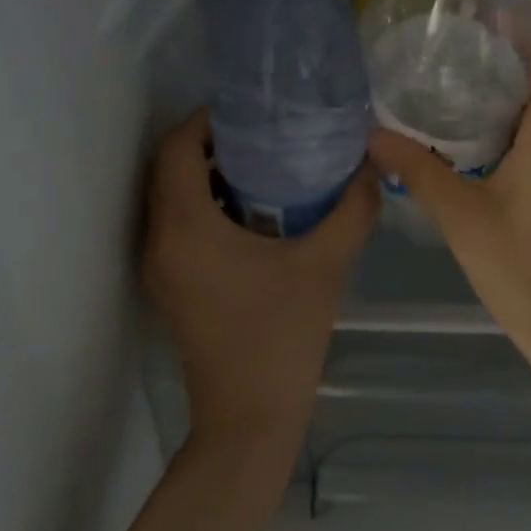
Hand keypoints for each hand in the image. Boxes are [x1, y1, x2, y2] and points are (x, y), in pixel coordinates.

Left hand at [142, 110, 378, 451]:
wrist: (250, 418)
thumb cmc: (282, 335)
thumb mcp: (326, 264)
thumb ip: (352, 208)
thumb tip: (369, 165)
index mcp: (186, 228)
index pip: (175, 149)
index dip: (205, 121)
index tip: (250, 112)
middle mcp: (160, 241)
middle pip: (168, 169)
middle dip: (209, 143)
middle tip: (263, 132)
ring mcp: (161, 267)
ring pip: (171, 198)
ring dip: (207, 174)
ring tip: (263, 162)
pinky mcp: (171, 286)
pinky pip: (179, 225)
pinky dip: (206, 204)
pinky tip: (254, 210)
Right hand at [366, 31, 530, 391]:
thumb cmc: (530, 272)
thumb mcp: (464, 220)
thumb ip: (419, 171)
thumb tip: (372, 132)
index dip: (523, 19)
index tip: (476, 10)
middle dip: (502, 52)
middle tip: (446, 46)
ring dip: (507, 90)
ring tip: (452, 85)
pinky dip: (515, 123)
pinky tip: (475, 142)